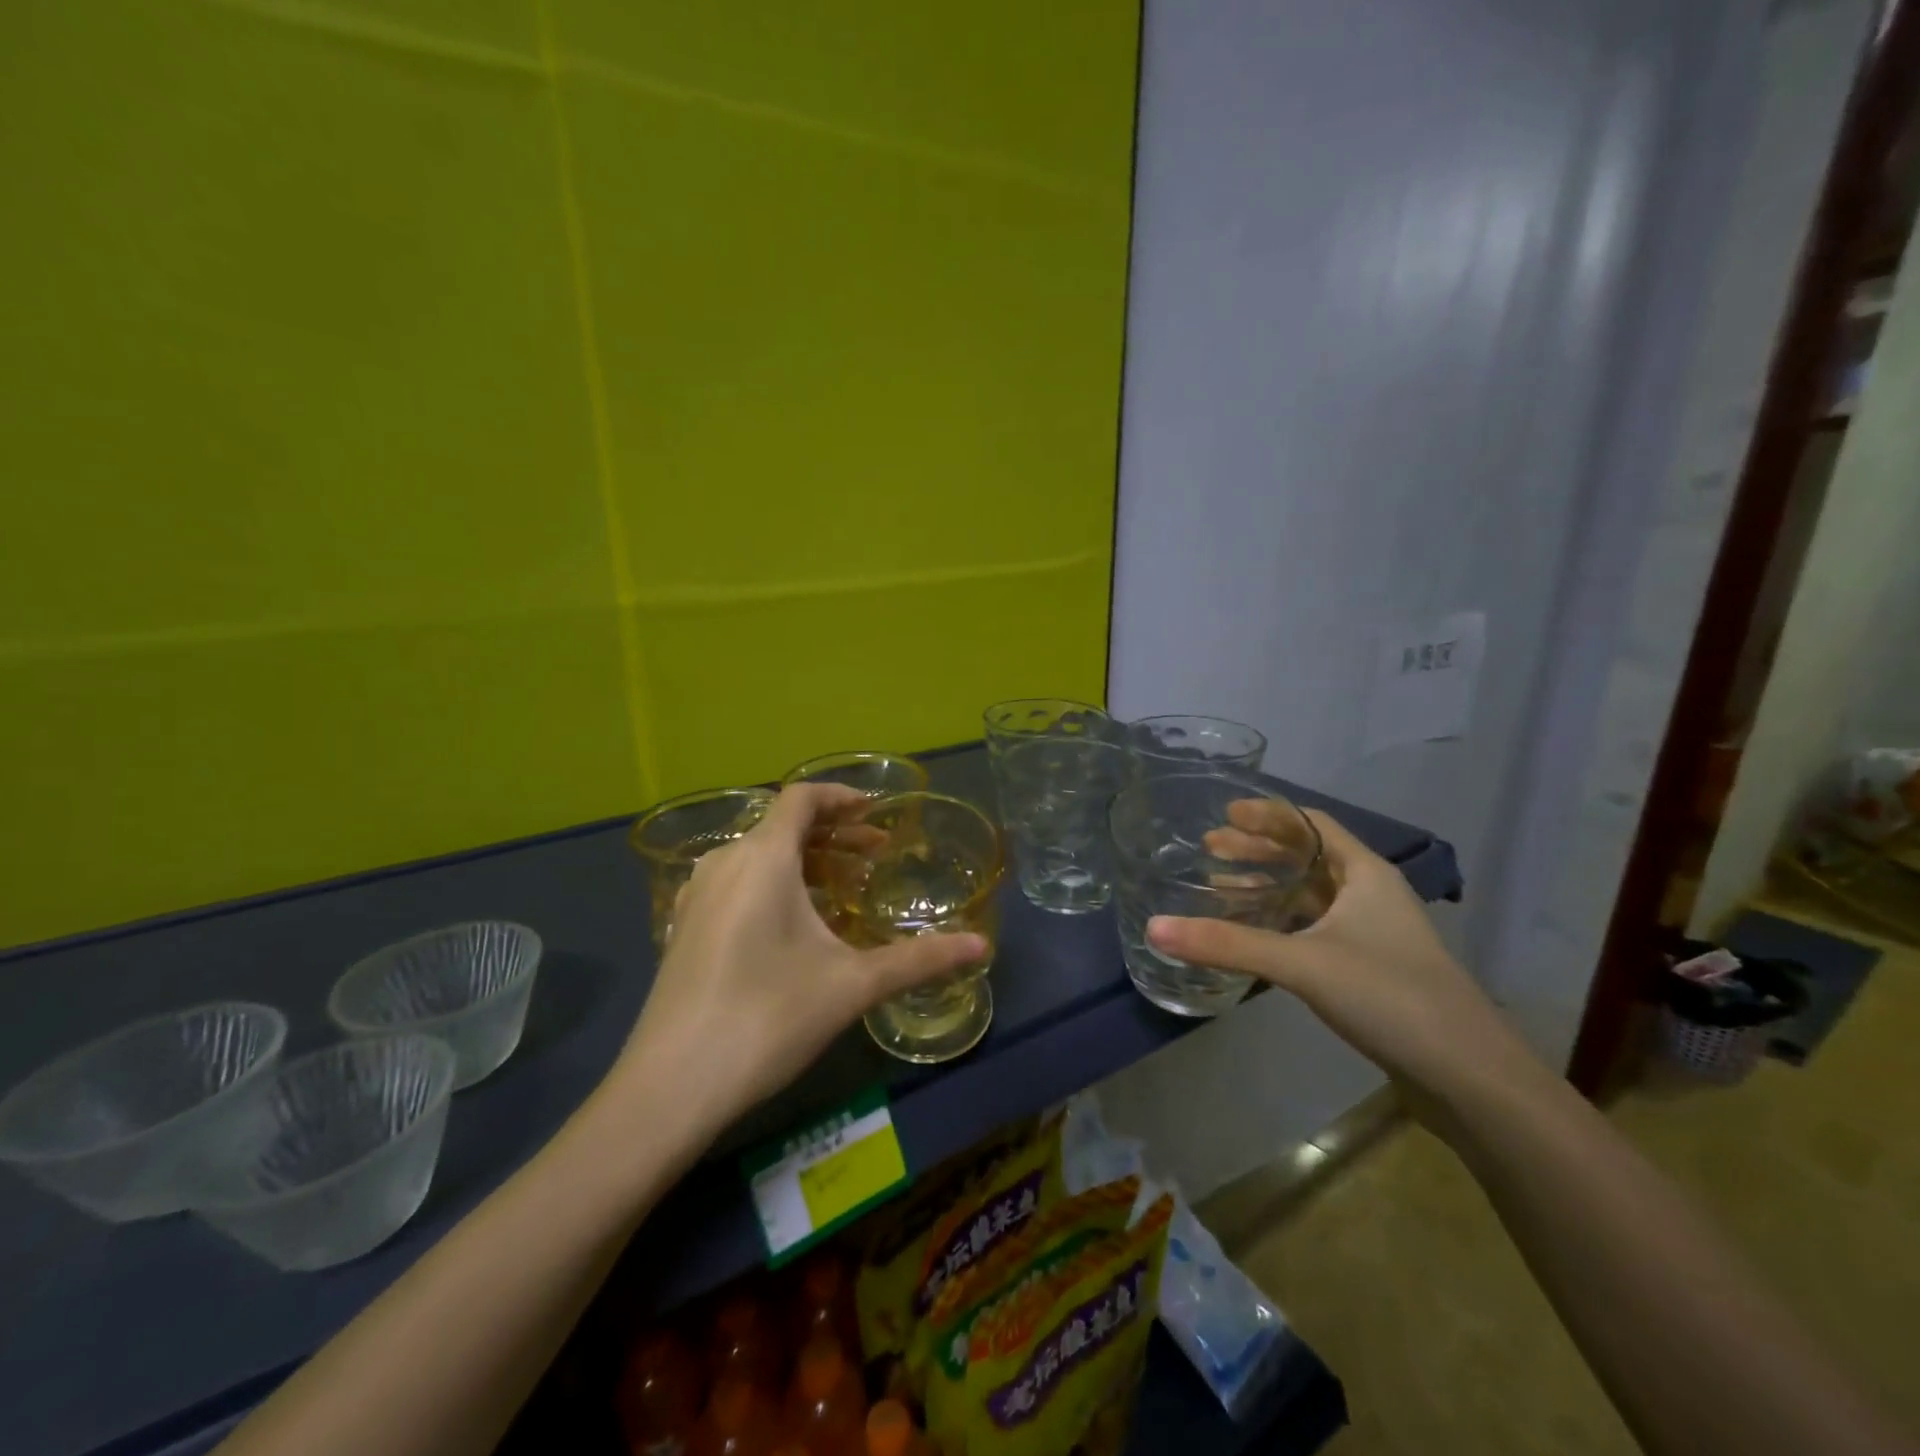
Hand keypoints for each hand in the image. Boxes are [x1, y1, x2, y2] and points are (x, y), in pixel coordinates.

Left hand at [614, 783, 987, 1132]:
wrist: (670, 1086)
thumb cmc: (767, 1018)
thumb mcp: (852, 985)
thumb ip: (919, 960)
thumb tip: (981, 946)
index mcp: (763, 857)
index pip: (802, 797)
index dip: (842, 796)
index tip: (877, 812)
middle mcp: (725, 862)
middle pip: (783, 825)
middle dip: (834, 834)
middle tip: (876, 856)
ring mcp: (698, 895)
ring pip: (759, 854)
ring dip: (805, 859)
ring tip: (843, 889)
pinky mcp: (685, 926)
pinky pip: (738, 881)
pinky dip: (775, 882)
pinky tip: (795, 924)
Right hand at [1146, 806, 1548, 1117]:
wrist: (1469, 1076)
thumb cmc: (1390, 996)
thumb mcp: (1303, 964)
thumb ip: (1228, 945)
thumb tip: (1155, 928)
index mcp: (1364, 873)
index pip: (1310, 824)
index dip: (1267, 815)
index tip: (1224, 814)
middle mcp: (1370, 895)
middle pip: (1306, 857)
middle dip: (1256, 850)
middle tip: (1208, 850)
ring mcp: (1372, 934)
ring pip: (1309, 896)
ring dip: (1265, 888)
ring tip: (1218, 889)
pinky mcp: (1368, 969)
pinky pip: (1313, 930)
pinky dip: (1280, 924)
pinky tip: (1253, 938)